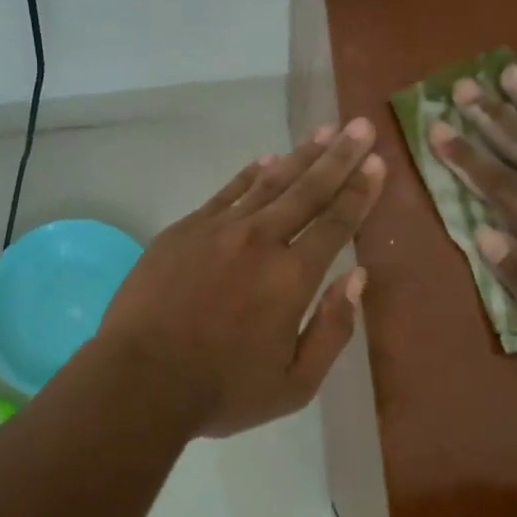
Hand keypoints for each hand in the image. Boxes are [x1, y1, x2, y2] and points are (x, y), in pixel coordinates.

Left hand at [97, 119, 385, 436]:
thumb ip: (333, 328)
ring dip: (301, 155)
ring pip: (270, 182)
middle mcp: (261, 241)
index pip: (336, 223)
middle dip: (340, 156)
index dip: (359, 192)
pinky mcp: (186, 229)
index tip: (376, 163)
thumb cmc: (223, 390)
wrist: (140, 381)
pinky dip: (251, 173)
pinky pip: (227, 192)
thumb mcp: (296, 383)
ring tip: (325, 131)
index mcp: (292, 278)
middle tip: (360, 126)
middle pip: (308, 190)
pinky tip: (267, 158)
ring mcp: (219, 230)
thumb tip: (357, 277)